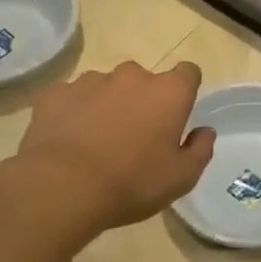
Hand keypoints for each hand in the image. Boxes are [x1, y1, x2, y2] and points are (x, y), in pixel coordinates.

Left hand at [0, 61, 215, 243]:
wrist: (62, 189)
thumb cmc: (131, 183)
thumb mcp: (181, 179)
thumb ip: (200, 150)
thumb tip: (204, 131)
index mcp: (169, 92)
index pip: (188, 72)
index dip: (185, 90)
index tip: (177, 113)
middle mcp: (133, 76)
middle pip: (144, 80)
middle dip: (142, 100)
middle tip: (133, 136)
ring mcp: (91, 81)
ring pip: (106, 86)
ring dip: (107, 104)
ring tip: (95, 140)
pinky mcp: (56, 94)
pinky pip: (71, 97)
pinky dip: (73, 112)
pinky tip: (67, 140)